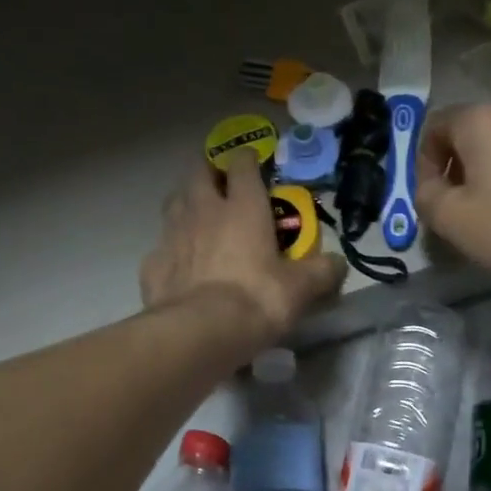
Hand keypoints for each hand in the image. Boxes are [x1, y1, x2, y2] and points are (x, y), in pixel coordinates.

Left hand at [141, 152, 345, 338]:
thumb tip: (338, 264)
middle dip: (207, 172)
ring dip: (184, 204)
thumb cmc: (257, 299)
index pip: (242, 165)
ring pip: (173, 204)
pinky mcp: (152, 265)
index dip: (247, 159)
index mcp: (242, 207)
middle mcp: (203, 211)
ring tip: (195, 217)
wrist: (201, 332)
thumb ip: (321, 271)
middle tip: (218, 183)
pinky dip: (170, 251)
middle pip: (197, 174)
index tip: (253, 163)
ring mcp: (172, 236)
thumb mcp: (301, 288)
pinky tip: (178, 265)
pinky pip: (161, 248)